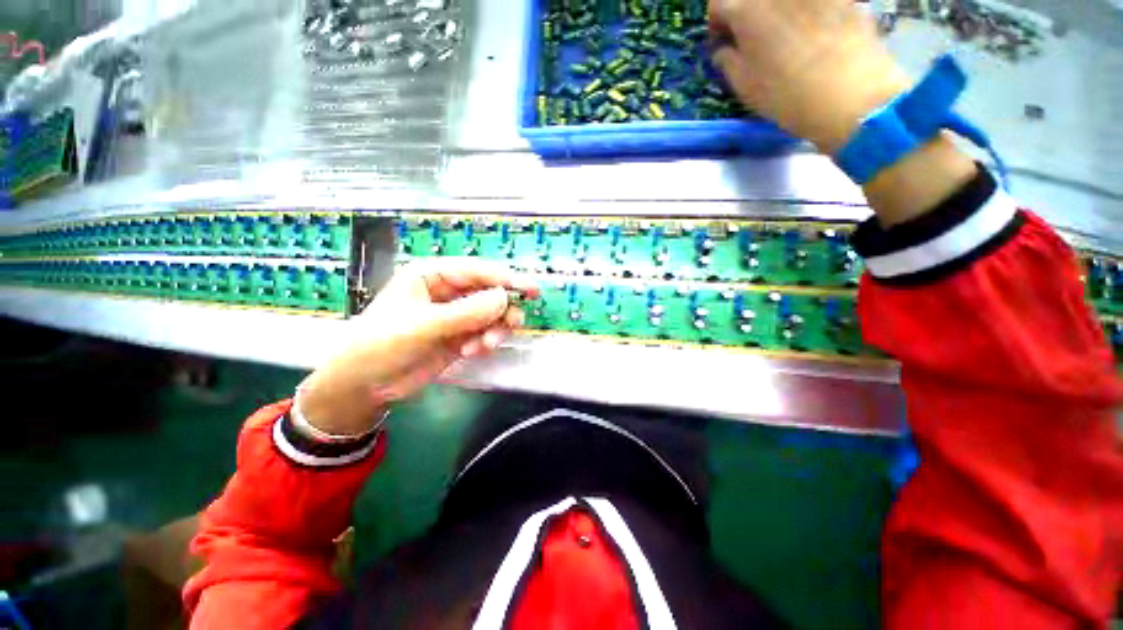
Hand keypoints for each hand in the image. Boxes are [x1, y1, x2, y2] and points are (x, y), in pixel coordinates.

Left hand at [298, 259, 539, 436]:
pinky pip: (484, 333)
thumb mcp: (423, 326)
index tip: (530, 289)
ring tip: (484, 346)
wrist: (363, 386)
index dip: (505, 278)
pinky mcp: (460, 336)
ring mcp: (456, 316)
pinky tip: (473, 352)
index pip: (477, 271)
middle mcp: (448, 292)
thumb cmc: (382, 344)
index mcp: (433, 275)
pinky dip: (485, 342)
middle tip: (513, 324)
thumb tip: (504, 297)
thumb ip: (466, 313)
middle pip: (489, 293)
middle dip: (502, 309)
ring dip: (494, 329)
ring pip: (491, 315)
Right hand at [709, 0, 909, 152]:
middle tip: (751, 36)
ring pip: (784, 1)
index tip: (722, 42)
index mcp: (746, 10)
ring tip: (784, 35)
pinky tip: (814, 34)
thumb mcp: (745, 87)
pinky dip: (808, 14)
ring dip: (777, 13)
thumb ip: (727, 62)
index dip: (716, 24)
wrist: (850, 95)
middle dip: (747, 14)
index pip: (717, 5)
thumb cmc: (785, 95)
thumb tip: (724, 50)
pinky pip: (815, 4)